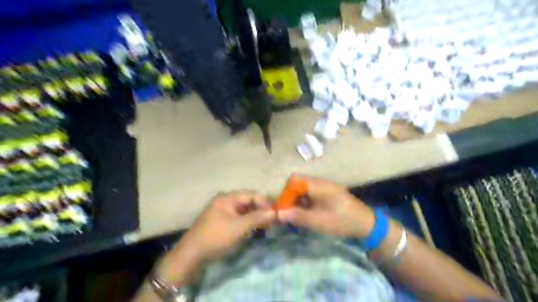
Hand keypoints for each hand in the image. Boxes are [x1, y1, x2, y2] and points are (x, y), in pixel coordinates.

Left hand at [155, 191, 272, 285]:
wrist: (191, 254)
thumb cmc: (216, 236)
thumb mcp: (239, 227)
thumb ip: (257, 218)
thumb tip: (274, 212)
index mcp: (228, 198)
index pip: (251, 194)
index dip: (264, 203)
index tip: (273, 214)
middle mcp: (225, 201)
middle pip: (248, 201)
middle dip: (260, 210)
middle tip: (270, 221)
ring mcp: (222, 211)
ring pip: (243, 210)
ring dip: (254, 216)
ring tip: (264, 226)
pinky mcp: (221, 221)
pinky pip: (238, 217)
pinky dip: (247, 221)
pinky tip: (252, 229)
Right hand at [277, 174, 375, 239]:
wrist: (366, 223)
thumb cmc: (341, 220)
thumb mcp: (317, 221)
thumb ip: (297, 216)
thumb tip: (277, 214)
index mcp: (317, 185)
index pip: (294, 180)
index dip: (285, 193)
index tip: (284, 208)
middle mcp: (320, 182)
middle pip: (297, 182)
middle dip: (290, 196)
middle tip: (289, 211)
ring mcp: (325, 186)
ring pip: (303, 187)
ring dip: (297, 199)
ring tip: (297, 213)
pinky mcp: (328, 192)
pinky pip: (311, 192)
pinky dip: (305, 200)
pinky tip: (308, 212)